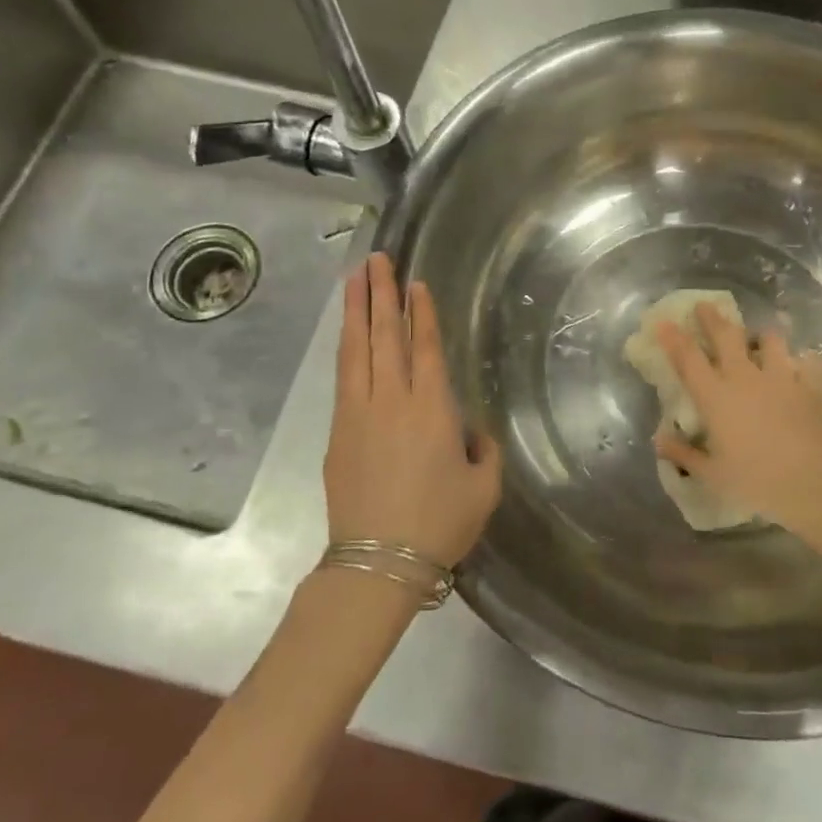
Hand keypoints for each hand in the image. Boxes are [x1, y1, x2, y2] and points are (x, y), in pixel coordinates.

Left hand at [324, 253, 501, 567]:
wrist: (380, 562)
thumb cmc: (441, 523)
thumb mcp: (484, 486)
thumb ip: (482, 448)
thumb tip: (467, 430)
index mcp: (433, 409)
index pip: (424, 347)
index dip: (420, 313)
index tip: (414, 283)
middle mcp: (393, 401)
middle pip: (384, 336)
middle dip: (380, 294)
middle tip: (376, 259)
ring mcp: (359, 414)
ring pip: (356, 350)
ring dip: (355, 311)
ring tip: (354, 279)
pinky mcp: (338, 432)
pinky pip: (343, 378)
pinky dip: (346, 349)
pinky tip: (347, 336)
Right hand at [655, 303, 821, 539]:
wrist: (813, 485)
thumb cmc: (755, 482)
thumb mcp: (712, 474)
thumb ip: (683, 454)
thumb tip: (659, 440)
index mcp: (715, 397)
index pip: (688, 358)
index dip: (673, 338)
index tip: (663, 321)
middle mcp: (745, 378)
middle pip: (726, 336)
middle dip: (713, 318)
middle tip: (704, 305)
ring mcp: (781, 378)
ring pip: (770, 340)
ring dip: (762, 335)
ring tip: (760, 337)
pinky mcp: (810, 387)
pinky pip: (807, 363)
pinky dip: (803, 361)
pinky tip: (802, 365)